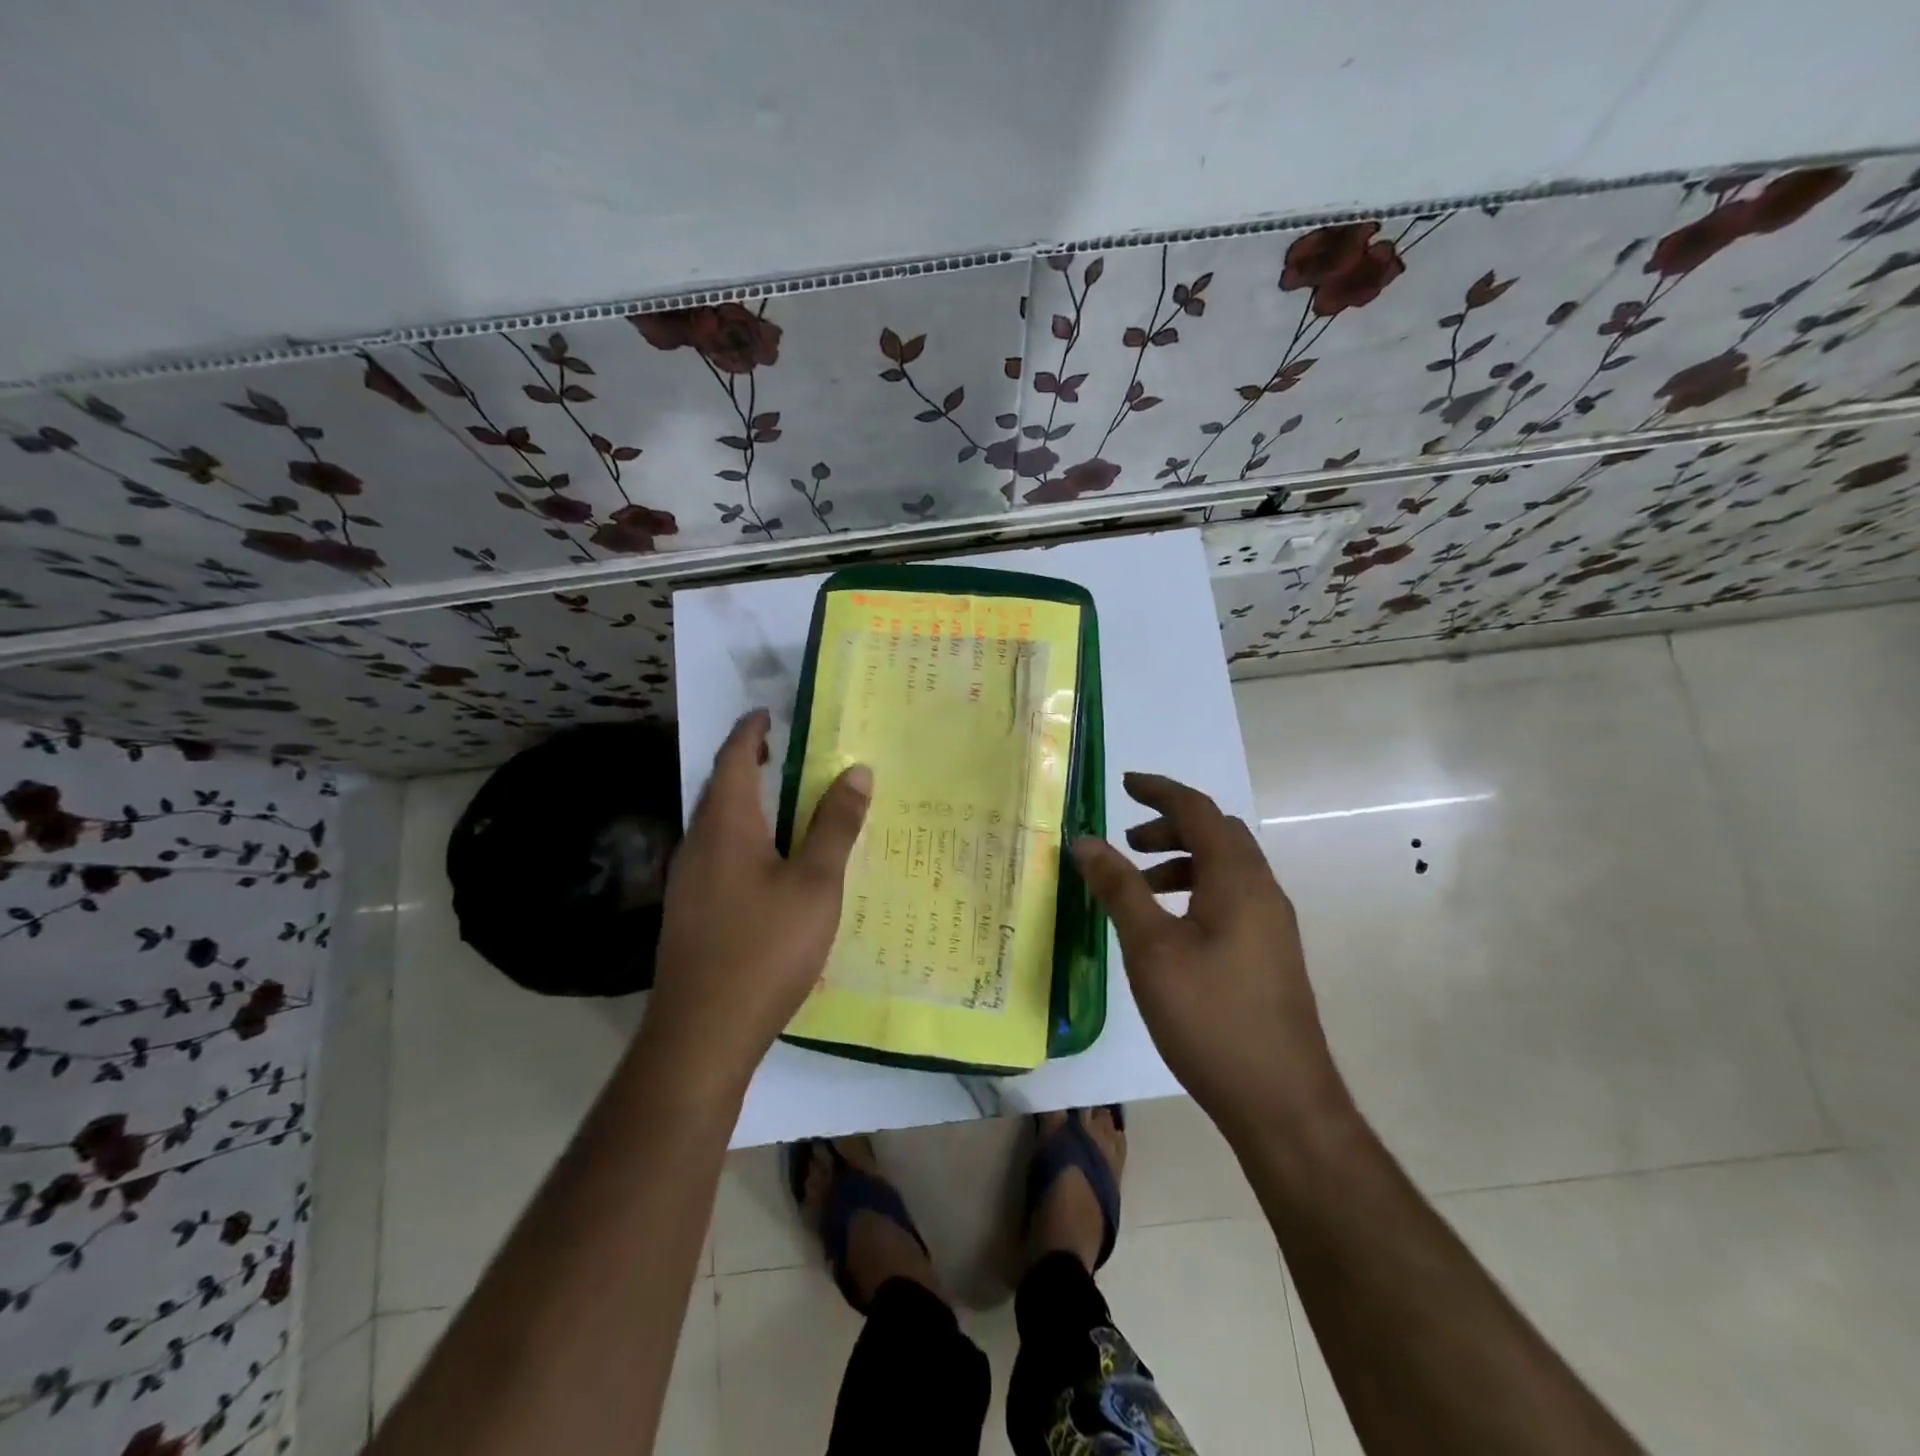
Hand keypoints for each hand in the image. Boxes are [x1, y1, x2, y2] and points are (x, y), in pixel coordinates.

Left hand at [642, 708, 870, 1096]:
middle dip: (752, 765)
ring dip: (750, 805)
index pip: (733, 758)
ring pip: (720, 825)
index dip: (751, 731)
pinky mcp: (691, 913)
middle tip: (790, 754)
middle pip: (722, 788)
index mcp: (725, 825)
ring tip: (790, 803)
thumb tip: (857, 771)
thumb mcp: (815, 884)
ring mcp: (688, 881)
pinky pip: (719, 856)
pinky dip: (746, 840)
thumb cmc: (765, 948)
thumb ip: (835, 826)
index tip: (771, 713)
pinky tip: (773, 866)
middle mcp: (698, 844)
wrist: (702, 1034)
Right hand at [1071, 772, 1347, 1137]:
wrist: (1282, 1103)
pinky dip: (1196, 890)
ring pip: (1225, 868)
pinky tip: (1168, 928)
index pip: (1198, 810)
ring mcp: (1272, 925)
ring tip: (1140, 886)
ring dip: (1182, 860)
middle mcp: (1263, 891)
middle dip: (1170, 826)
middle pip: (1217, 834)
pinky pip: (1231, 897)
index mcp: (1238, 879)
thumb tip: (1086, 840)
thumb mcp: (1151, 949)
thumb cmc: (1210, 1017)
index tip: (1124, 784)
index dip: (1159, 790)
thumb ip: (1119, 888)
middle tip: (1127, 842)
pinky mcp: (1270, 954)